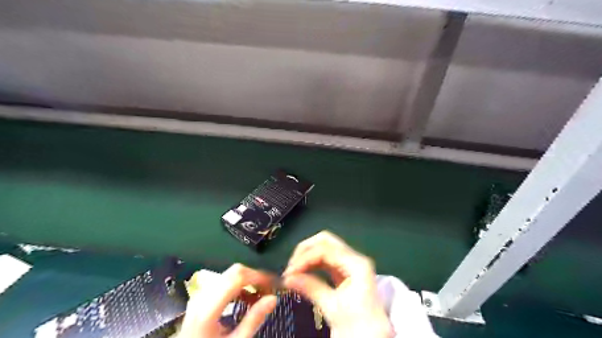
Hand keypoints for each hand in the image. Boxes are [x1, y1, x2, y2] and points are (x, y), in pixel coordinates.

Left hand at [178, 265, 276, 337]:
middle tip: (270, 289)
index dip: (259, 276)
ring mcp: (200, 296)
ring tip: (261, 295)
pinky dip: (239, 286)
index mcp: (209, 308)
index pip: (237, 277)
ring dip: (248, 280)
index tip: (274, 284)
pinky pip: (224, 283)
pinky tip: (247, 299)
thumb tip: (273, 299)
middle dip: (255, 276)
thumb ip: (253, 320)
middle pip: (234, 272)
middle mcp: (203, 296)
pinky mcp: (201, 299)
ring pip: (229, 275)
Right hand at [284, 231, 392, 337]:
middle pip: (325, 241)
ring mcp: (350, 263)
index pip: (325, 250)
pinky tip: (303, 272)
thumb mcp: (332, 307)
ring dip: (307, 256)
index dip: (305, 258)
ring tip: (294, 271)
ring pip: (324, 248)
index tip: (290, 271)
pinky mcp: (345, 270)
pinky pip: (326, 259)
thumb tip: (288, 278)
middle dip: (305, 250)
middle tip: (291, 266)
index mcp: (356, 264)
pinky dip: (313, 263)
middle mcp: (354, 258)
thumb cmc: (358, 325)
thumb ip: (310, 288)